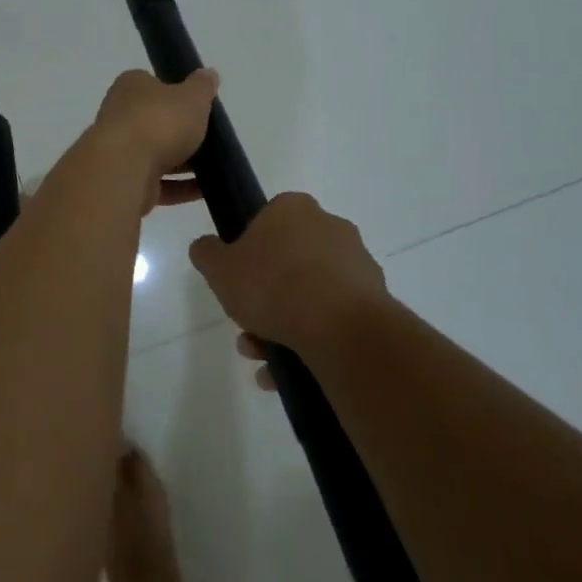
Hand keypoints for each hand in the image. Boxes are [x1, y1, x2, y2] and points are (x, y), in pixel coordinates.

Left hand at [90, 68, 218, 209]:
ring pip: (156, 154)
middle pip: (155, 121)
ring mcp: (119, 150)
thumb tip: (208, 74)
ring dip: (182, 163)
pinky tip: (204, 192)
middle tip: (210, 138)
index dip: (176, 94)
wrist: (124, 168)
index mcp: (131, 86)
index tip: (198, 107)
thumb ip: (202, 86)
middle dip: (180, 132)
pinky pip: (157, 183)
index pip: (153, 84)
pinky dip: (179, 187)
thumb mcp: (192, 96)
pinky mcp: (124, 182)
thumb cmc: (159, 121)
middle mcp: (119, 114)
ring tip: (214, 168)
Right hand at [189, 193, 387, 383]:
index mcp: (294, 208)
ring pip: (310, 294)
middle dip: (265, 298)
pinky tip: (287, 373)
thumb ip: (207, 253)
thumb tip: (206, 247)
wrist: (339, 327)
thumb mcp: (219, 268)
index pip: (266, 222)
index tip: (237, 283)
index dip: (248, 254)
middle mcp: (330, 227)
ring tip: (262, 361)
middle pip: (288, 262)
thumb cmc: (272, 285)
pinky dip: (310, 342)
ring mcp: (357, 264)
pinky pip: (333, 320)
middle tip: (246, 329)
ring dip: (283, 326)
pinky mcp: (375, 300)